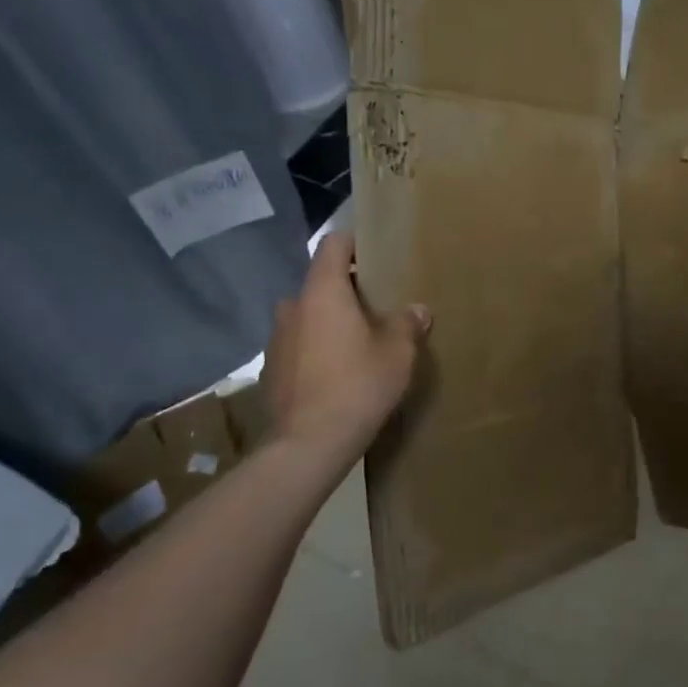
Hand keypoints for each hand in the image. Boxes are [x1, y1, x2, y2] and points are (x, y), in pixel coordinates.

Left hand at [264, 233, 429, 457]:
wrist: (310, 443)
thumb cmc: (358, 385)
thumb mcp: (398, 353)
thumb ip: (408, 324)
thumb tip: (417, 310)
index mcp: (322, 292)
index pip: (333, 244)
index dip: (355, 243)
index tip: (376, 255)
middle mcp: (292, 306)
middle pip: (321, 284)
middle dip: (347, 292)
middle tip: (376, 311)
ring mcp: (276, 338)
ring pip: (308, 317)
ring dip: (329, 323)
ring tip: (356, 346)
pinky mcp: (270, 369)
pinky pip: (298, 346)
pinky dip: (315, 351)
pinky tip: (335, 376)